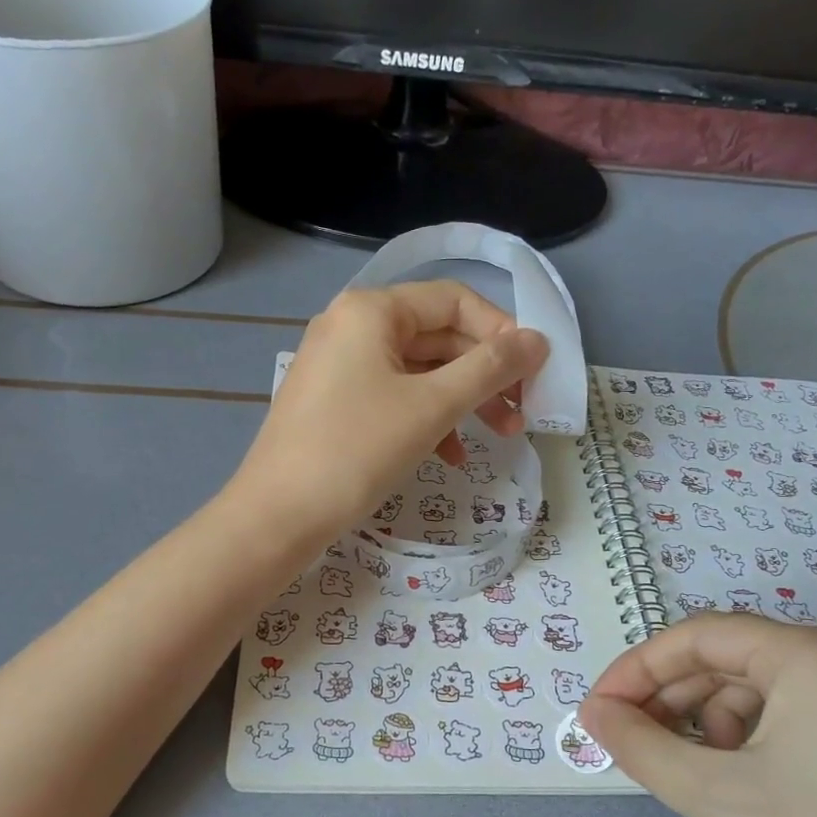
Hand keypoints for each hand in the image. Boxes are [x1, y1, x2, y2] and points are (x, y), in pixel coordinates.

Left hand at [231, 281, 548, 535]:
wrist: (277, 515)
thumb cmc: (357, 450)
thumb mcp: (432, 406)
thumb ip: (490, 368)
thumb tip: (538, 339)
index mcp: (371, 310)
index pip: (454, 300)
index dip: (501, 331)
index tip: (534, 372)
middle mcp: (351, 326)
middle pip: (438, 335)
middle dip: (485, 373)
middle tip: (523, 412)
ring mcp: (339, 365)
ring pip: (419, 370)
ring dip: (463, 399)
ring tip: (502, 435)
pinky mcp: (334, 402)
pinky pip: (394, 396)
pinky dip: (427, 418)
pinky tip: (451, 454)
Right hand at [581, 616, 816, 816]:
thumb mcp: (719, 799)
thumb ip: (642, 745)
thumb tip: (591, 713)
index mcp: (816, 655)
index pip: (700, 636)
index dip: (637, 668)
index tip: (596, 710)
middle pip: (732, 660)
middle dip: (672, 698)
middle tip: (627, 742)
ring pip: (763, 693)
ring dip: (710, 724)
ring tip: (688, 775)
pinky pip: (798, 723)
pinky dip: (752, 745)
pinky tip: (738, 788)